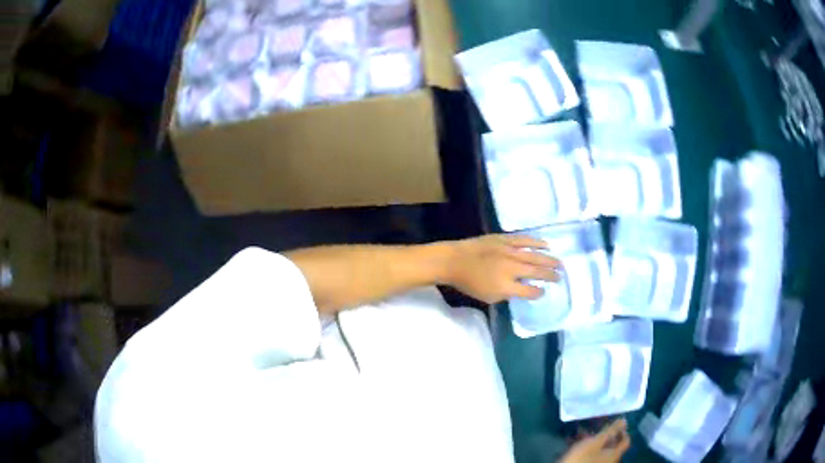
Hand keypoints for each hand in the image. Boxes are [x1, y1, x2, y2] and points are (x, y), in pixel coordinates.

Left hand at [442, 234, 561, 303]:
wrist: (454, 260)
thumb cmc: (469, 282)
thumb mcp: (488, 297)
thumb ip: (507, 294)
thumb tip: (520, 289)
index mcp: (506, 285)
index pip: (529, 291)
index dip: (538, 293)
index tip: (544, 291)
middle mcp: (511, 268)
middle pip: (537, 272)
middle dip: (550, 275)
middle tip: (560, 276)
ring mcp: (509, 251)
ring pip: (535, 255)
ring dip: (549, 259)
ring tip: (559, 263)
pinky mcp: (505, 239)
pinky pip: (525, 240)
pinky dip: (537, 242)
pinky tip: (546, 245)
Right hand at [561, 419, 630, 462]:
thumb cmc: (582, 457)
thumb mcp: (595, 442)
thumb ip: (610, 431)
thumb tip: (624, 420)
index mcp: (615, 454)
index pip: (626, 440)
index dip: (623, 430)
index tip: (615, 422)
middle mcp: (611, 460)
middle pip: (613, 445)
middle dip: (605, 435)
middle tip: (596, 428)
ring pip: (602, 449)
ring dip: (595, 440)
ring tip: (583, 434)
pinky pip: (593, 454)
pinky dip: (589, 448)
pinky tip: (579, 444)